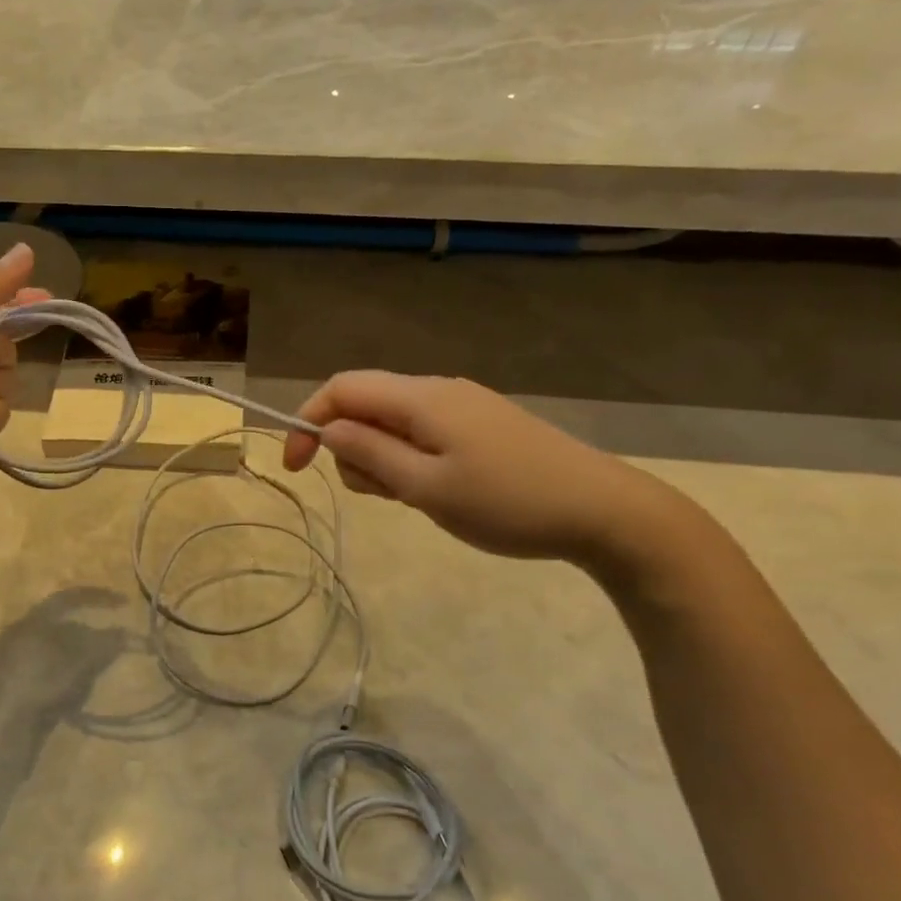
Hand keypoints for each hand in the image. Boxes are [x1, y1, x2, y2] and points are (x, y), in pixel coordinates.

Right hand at [282, 371, 681, 567]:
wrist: (604, 511)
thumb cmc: (507, 502)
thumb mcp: (426, 487)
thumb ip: (371, 454)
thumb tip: (328, 428)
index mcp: (420, 398)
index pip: (341, 389)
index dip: (307, 421)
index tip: (297, 469)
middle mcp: (437, 391)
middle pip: (364, 404)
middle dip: (350, 448)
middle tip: (381, 495)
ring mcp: (463, 407)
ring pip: (392, 422)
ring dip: (381, 459)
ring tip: (414, 498)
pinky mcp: (480, 425)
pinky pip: (422, 433)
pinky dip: (409, 460)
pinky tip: (437, 490)